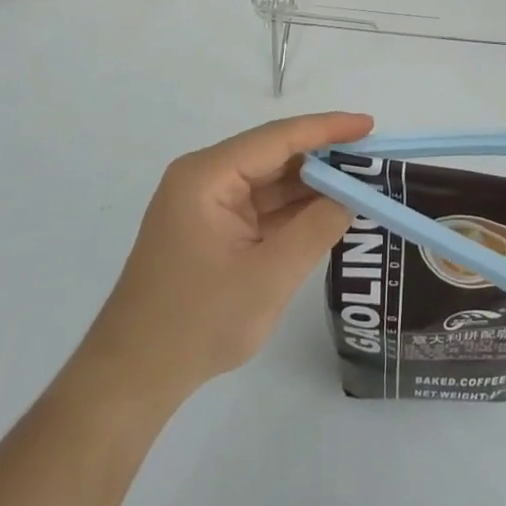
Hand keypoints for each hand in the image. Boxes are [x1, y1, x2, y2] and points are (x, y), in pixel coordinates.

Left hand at [78, 113, 369, 396]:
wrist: (132, 379)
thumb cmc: (197, 323)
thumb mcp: (268, 276)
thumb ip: (316, 229)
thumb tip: (352, 195)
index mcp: (208, 176)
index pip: (277, 138)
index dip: (327, 129)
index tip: (369, 126)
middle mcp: (205, 178)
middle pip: (274, 156)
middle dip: (323, 158)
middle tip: (372, 161)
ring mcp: (206, 205)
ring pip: (269, 182)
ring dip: (311, 186)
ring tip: (361, 184)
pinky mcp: (211, 229)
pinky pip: (260, 208)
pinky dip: (293, 210)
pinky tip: (328, 211)